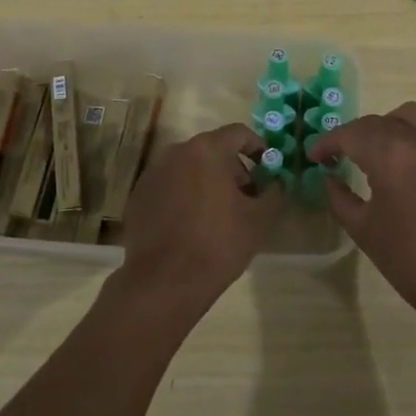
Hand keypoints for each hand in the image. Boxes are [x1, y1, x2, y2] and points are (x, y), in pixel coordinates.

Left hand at [112, 123, 282, 312]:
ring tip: (220, 213)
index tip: (267, 167)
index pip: (238, 133)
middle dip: (232, 168)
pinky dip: (184, 196)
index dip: (257, 147)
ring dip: (207, 182)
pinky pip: (170, 186)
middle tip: (246, 196)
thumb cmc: (218, 243)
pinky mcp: (139, 197)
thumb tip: (276, 183)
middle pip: (212, 150)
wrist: (164, 282)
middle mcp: (176, 153)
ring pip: (189, 168)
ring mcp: (153, 174)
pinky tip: (192, 225)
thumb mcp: (259, 219)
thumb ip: (274, 192)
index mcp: (206, 150)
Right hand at [310, 102, 415, 331]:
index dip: (328, 141)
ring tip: (386, 150)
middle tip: (345, 155)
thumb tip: (329, 177)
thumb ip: (339, 197)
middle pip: (381, 122)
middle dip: (357, 135)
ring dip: (394, 126)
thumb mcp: (363, 230)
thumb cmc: (410, 261)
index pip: (351, 134)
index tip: (316, 155)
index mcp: (390, 156)